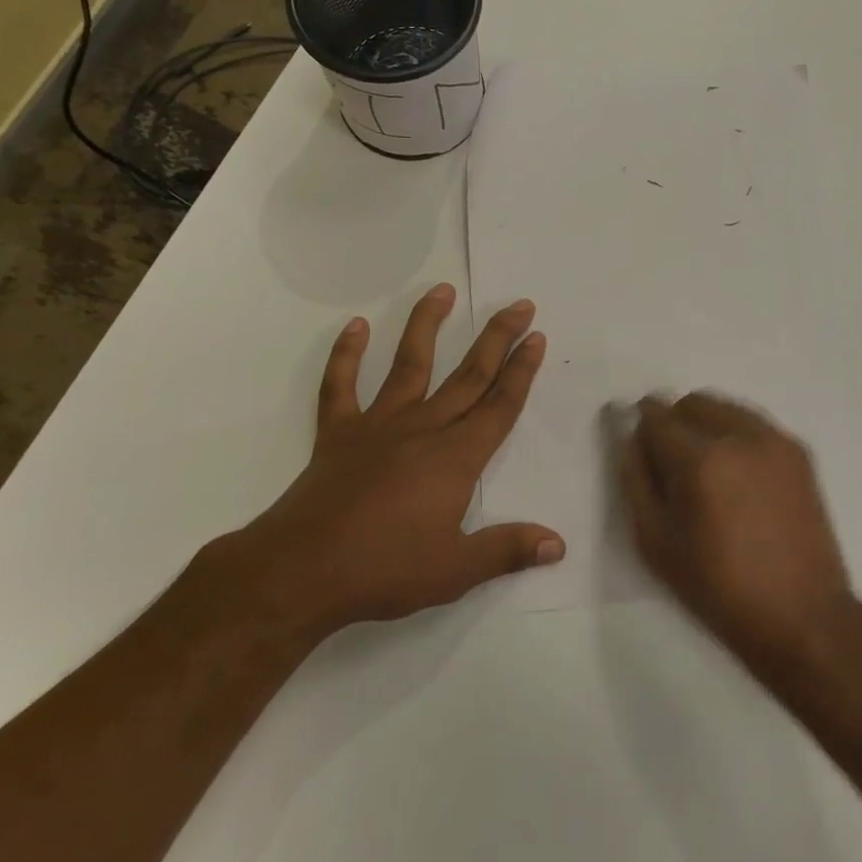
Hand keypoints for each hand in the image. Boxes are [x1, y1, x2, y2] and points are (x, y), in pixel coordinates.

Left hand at [215, 284, 563, 643]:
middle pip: (468, 375)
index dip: (521, 370)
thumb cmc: (385, 569)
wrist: (302, 570)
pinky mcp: (338, 433)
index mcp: (456, 458)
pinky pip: (341, 385)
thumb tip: (558, 544)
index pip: (499, 405)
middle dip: (497, 338)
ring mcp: (377, 425)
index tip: (536, 336)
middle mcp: (423, 429)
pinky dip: (346, 354)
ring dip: (427, 325)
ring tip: (443, 290)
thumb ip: (508, 549)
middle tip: (518, 304)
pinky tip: (355, 326)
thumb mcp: (457, 570)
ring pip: (409, 364)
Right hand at [619, 393, 853, 675]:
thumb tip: (629, 437)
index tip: (639, 443)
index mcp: (700, 459)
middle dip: (674, 421)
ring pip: (726, 407)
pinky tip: (737, 475)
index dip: (641, 424)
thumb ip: (634, 479)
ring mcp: (775, 440)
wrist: (801, 615)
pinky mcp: (798, 452)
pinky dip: (736, 434)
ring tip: (707, 470)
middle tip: (671, 463)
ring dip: (705, 424)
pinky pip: (754, 424)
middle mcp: (740, 436)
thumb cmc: (718, 587)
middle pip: (693, 402)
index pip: (657, 416)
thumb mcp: (655, 542)